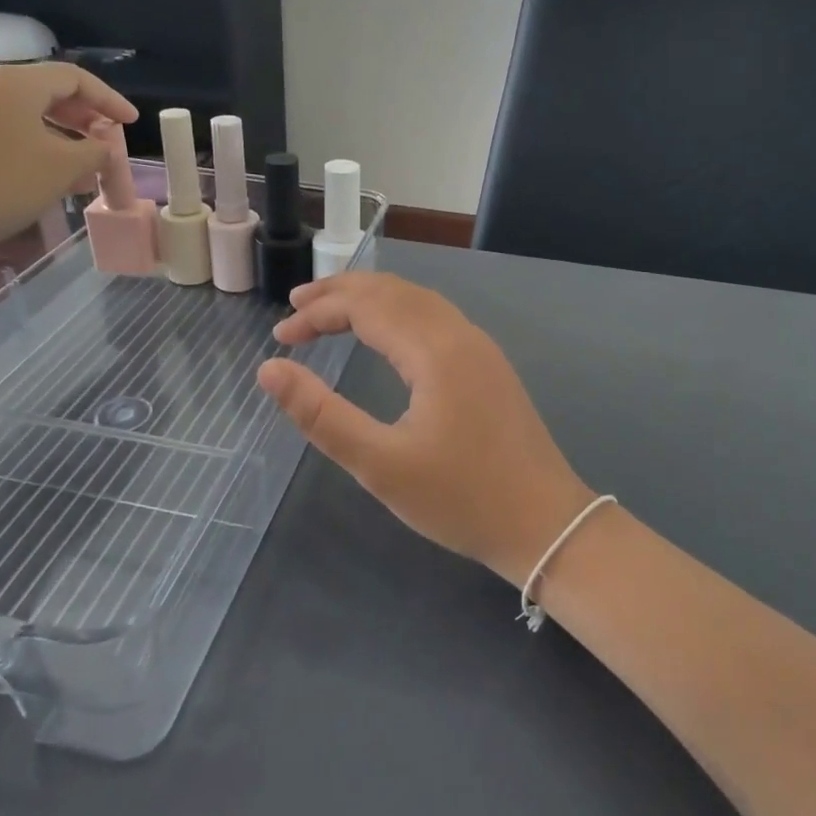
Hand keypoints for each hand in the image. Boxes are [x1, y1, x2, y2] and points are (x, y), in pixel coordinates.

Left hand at [0, 63, 135, 262]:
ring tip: (84, 167)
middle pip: (49, 92)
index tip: (130, 123)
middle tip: (107, 143)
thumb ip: (95, 151)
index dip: (108, 99)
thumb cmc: (2, 182)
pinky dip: (36, 144)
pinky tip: (50, 173)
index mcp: (15, 83)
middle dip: (85, 118)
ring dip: (63, 136)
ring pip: (28, 113)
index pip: (74, 78)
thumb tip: (104, 147)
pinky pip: (7, 128)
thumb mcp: (63, 167)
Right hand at [258, 273, 595, 585]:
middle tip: (296, 306)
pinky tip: (386, 333)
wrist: (545, 524)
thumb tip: (270, 369)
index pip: (365, 306)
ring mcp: (481, 348)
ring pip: (418, 301)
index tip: (280, 337)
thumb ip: (321, 415)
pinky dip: (399, 313)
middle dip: (341, 293)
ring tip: (331, 311)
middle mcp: (460, 334)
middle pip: (393, 291)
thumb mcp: (380, 465)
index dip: (317, 313)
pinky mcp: (490, 366)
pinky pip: (436, 318)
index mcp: (434, 350)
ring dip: (372, 299)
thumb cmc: (460, 499)